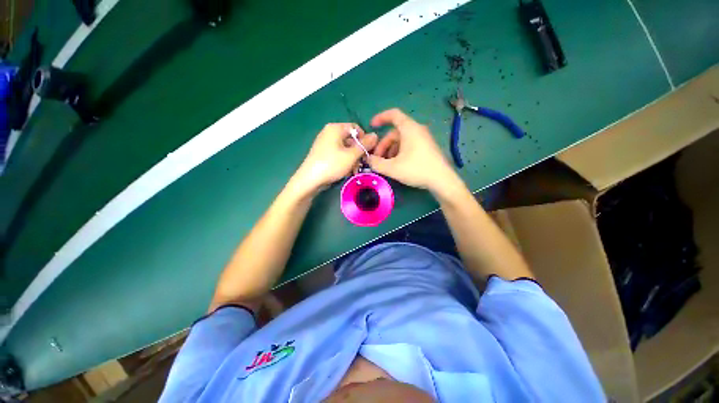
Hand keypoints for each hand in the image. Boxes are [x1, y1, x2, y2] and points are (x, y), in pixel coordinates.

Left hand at [290, 123, 377, 196]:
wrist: (310, 179)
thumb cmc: (332, 164)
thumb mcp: (351, 156)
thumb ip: (364, 145)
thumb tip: (375, 135)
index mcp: (335, 128)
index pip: (356, 128)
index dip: (364, 139)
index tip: (368, 152)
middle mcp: (329, 132)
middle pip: (350, 139)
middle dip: (358, 152)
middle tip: (361, 165)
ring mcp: (325, 143)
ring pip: (345, 148)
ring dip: (352, 159)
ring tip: (353, 171)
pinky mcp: (323, 153)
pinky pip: (338, 153)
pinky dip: (344, 161)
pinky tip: (346, 171)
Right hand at [368, 109, 459, 193]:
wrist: (442, 180)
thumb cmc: (416, 169)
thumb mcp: (392, 168)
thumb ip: (377, 163)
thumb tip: (369, 159)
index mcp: (409, 129)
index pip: (393, 115)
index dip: (380, 118)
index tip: (371, 126)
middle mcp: (417, 130)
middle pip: (395, 132)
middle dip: (383, 145)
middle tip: (377, 159)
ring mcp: (423, 139)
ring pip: (401, 140)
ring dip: (390, 150)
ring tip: (386, 164)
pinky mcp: (427, 148)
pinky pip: (409, 145)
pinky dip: (399, 152)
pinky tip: (397, 165)